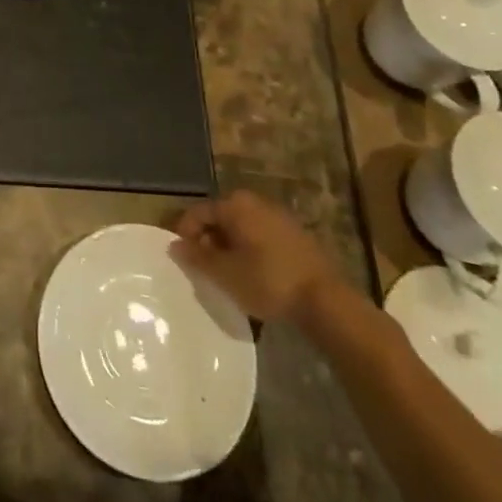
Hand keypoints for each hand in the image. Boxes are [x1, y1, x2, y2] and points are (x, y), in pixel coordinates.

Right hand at [170, 190, 339, 322]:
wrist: (326, 300)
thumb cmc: (268, 281)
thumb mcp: (225, 274)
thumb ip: (197, 258)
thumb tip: (175, 245)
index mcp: (234, 204)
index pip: (197, 212)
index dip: (185, 234)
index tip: (183, 260)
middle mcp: (254, 201)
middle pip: (220, 217)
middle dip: (208, 241)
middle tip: (205, 269)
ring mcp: (277, 215)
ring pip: (241, 227)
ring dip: (229, 246)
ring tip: (228, 274)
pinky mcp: (295, 233)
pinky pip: (260, 235)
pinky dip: (250, 250)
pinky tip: (253, 274)